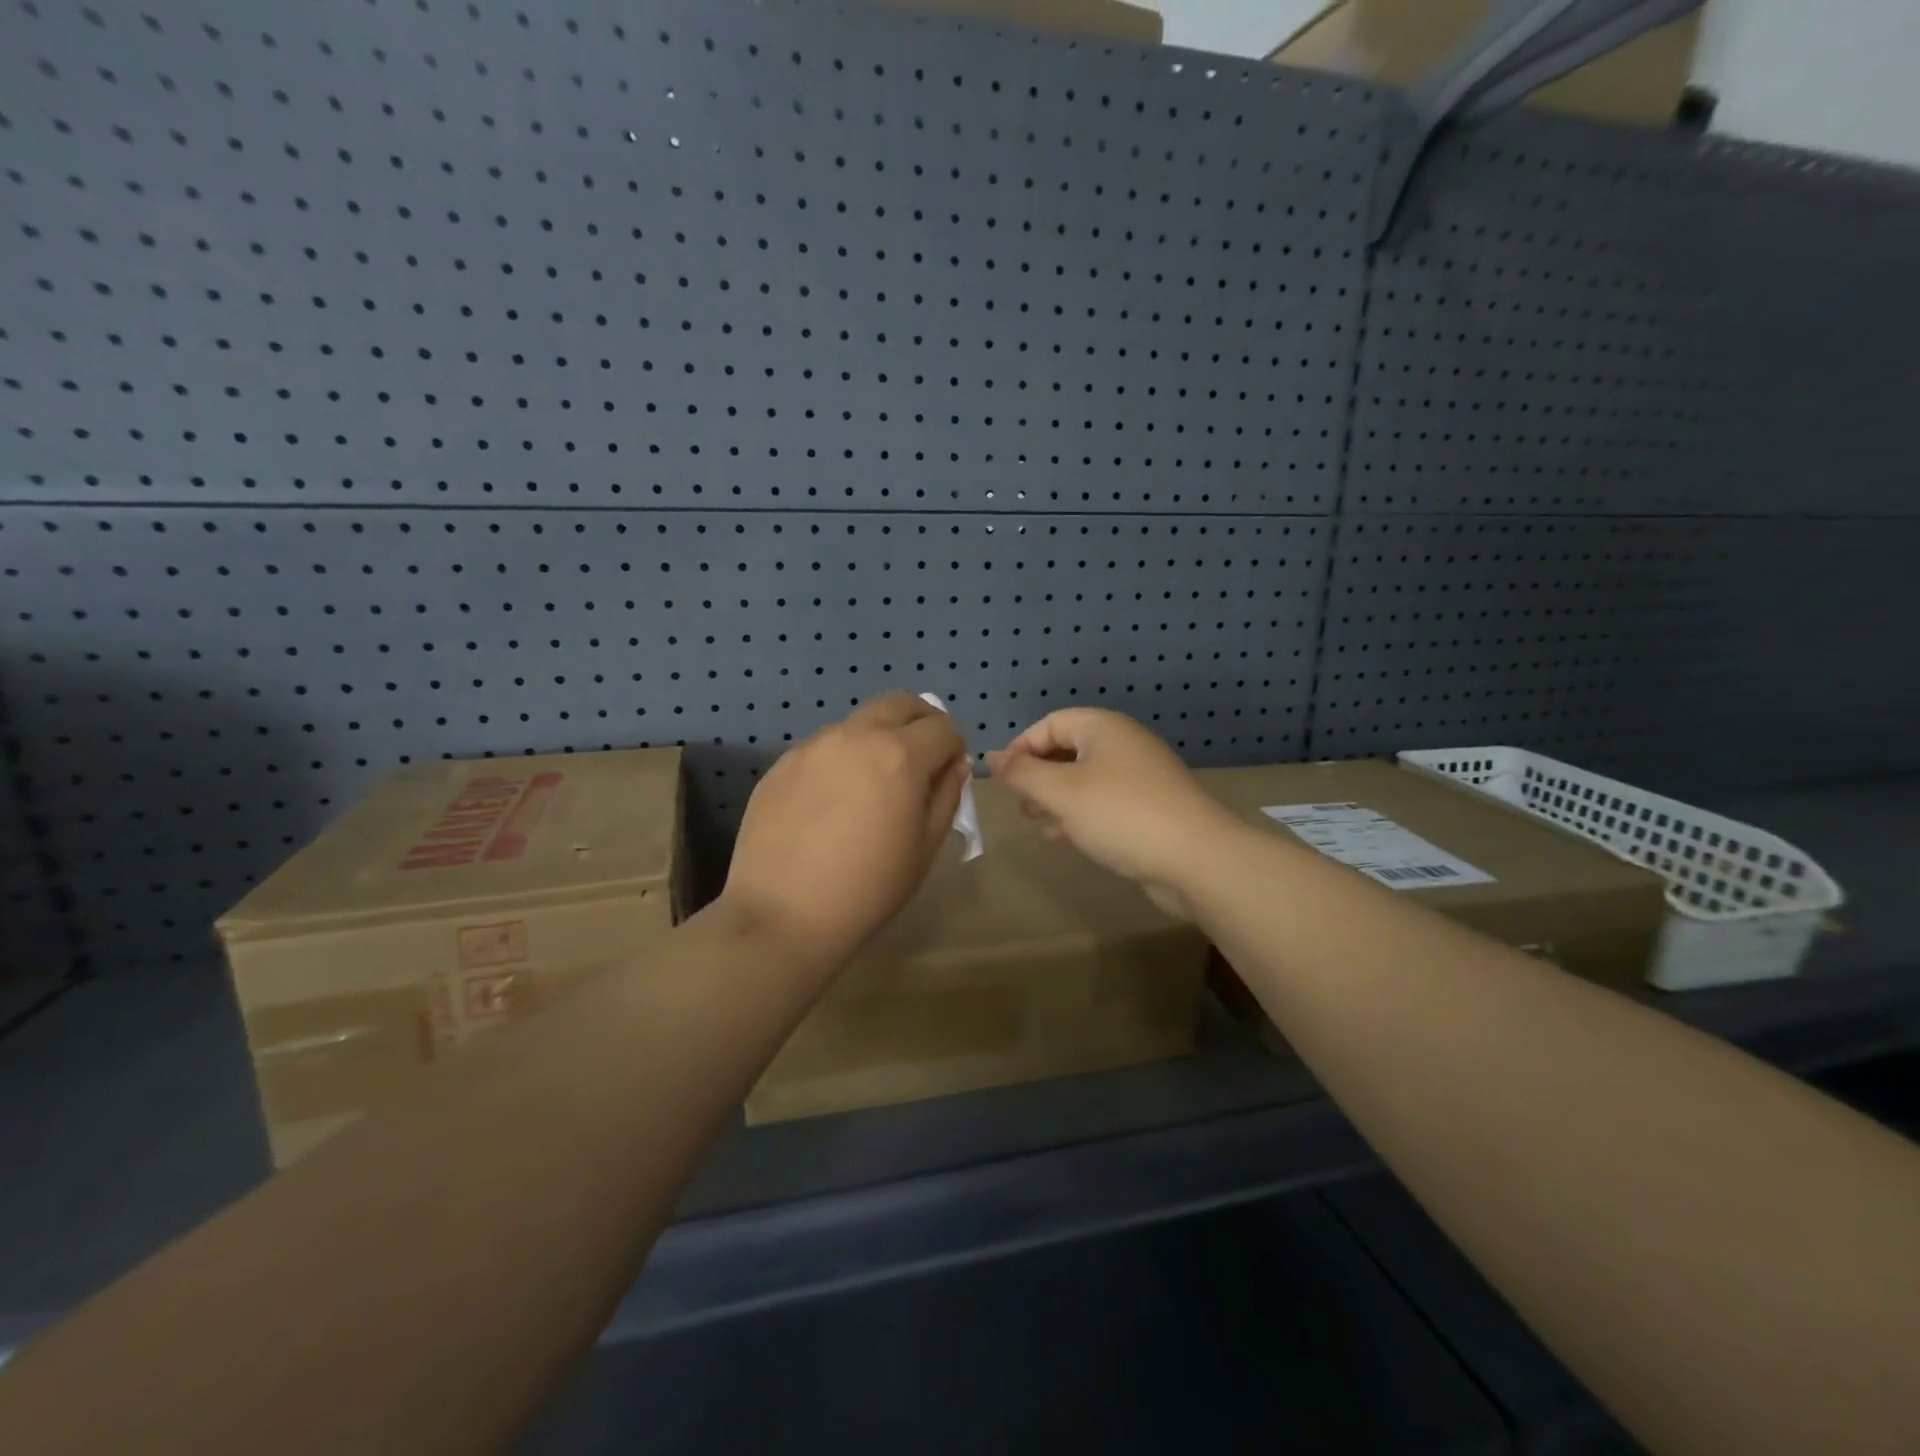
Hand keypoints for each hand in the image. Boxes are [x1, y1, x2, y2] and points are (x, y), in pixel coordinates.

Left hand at [723, 694, 969, 963]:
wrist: (783, 914)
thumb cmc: (868, 888)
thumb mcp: (924, 848)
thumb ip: (946, 796)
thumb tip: (955, 764)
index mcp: (899, 755)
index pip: (942, 727)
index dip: (954, 747)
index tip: (948, 773)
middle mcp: (855, 736)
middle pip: (899, 703)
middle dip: (920, 721)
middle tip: (921, 757)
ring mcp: (813, 746)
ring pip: (858, 723)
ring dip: (877, 738)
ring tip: (872, 786)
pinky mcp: (781, 764)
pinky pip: (823, 747)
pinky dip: (841, 759)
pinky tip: (831, 803)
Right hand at [985, 709, 1240, 916]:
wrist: (1196, 858)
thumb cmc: (1120, 814)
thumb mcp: (1061, 792)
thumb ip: (1022, 774)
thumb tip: (993, 758)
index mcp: (1103, 728)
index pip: (1050, 724)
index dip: (1020, 748)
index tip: (1002, 781)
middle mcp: (1123, 744)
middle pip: (1068, 750)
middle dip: (1038, 776)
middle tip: (1021, 806)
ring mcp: (1141, 776)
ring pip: (1085, 779)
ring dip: (1056, 798)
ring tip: (1037, 823)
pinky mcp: (1151, 807)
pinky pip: (1104, 801)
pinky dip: (1080, 814)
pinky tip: (1066, 838)